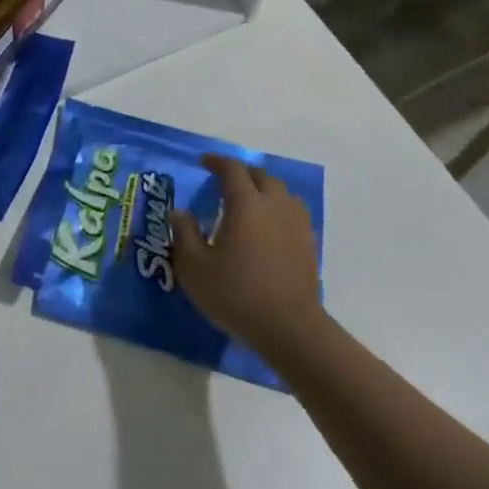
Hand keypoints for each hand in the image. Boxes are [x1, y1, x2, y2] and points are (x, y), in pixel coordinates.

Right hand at [171, 154, 323, 360]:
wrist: (289, 327)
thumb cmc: (236, 294)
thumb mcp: (194, 268)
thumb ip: (184, 234)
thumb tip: (180, 212)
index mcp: (246, 203)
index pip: (232, 169)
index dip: (217, 162)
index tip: (204, 162)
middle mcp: (274, 204)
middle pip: (260, 175)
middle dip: (241, 173)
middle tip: (223, 181)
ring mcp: (296, 222)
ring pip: (281, 191)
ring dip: (262, 188)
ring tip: (248, 201)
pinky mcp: (308, 242)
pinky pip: (292, 210)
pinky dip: (278, 208)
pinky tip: (268, 225)